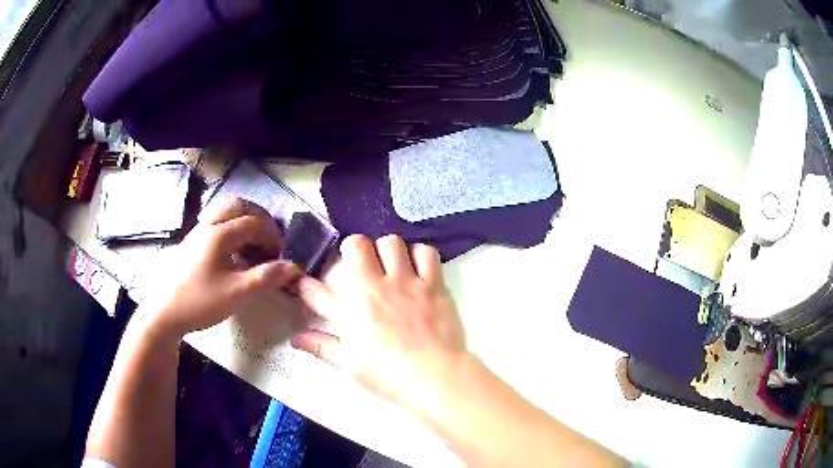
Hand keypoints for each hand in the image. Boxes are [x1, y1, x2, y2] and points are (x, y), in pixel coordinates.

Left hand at [141, 198, 300, 337]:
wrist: (164, 312)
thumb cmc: (200, 302)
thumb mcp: (237, 294)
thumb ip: (266, 278)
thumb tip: (293, 267)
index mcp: (219, 234)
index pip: (254, 222)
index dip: (272, 235)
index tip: (280, 256)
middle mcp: (208, 225)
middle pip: (238, 206)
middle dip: (259, 218)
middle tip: (270, 239)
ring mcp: (197, 232)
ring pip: (225, 213)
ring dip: (244, 222)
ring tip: (253, 245)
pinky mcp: (191, 243)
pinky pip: (216, 224)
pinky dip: (231, 229)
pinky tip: (233, 253)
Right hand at [292, 234, 468, 413]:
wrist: (435, 378)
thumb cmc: (388, 375)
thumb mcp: (349, 365)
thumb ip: (321, 346)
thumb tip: (295, 338)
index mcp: (349, 310)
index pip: (315, 289)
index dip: (306, 285)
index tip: (308, 286)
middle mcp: (374, 287)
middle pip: (355, 245)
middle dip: (352, 250)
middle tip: (359, 266)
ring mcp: (405, 282)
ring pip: (391, 242)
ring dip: (386, 250)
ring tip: (389, 266)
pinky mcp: (433, 284)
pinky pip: (425, 252)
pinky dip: (419, 256)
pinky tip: (417, 269)